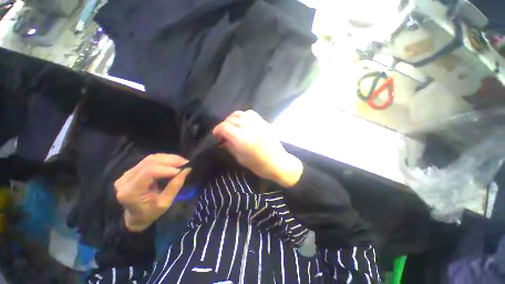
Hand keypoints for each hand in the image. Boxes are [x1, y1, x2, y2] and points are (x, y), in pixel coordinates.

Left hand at [114, 154, 190, 231]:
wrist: (136, 216)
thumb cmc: (151, 212)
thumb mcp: (165, 203)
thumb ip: (175, 186)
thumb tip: (187, 170)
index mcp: (131, 192)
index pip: (148, 173)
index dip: (166, 169)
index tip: (181, 170)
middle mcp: (125, 179)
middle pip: (150, 162)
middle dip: (171, 161)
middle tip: (186, 163)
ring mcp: (127, 173)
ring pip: (151, 158)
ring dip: (169, 158)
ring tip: (182, 161)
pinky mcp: (133, 169)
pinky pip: (150, 160)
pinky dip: (164, 159)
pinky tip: (174, 161)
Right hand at [213, 110, 302, 187]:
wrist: (277, 162)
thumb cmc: (258, 165)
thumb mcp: (240, 158)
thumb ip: (230, 147)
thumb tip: (222, 142)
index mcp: (241, 138)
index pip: (224, 127)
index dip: (217, 130)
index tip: (217, 136)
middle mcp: (248, 127)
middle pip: (230, 120)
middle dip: (224, 125)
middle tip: (224, 133)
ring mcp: (257, 123)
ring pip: (239, 114)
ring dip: (232, 119)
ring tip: (232, 126)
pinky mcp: (263, 122)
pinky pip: (250, 113)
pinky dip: (243, 116)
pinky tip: (243, 122)